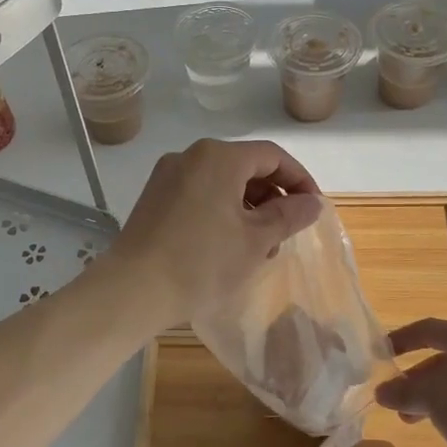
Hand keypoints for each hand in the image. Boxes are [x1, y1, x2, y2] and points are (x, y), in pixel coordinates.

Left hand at [108, 139, 324, 322]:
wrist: (133, 290)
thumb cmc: (202, 262)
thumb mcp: (256, 240)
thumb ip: (289, 215)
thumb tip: (312, 202)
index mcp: (218, 157)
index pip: (273, 156)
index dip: (299, 180)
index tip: (313, 210)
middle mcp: (191, 156)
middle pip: (245, 166)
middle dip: (272, 197)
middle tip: (286, 234)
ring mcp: (168, 177)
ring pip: (222, 182)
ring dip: (248, 208)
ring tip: (260, 247)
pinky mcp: (154, 199)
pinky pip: (199, 195)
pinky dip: (222, 212)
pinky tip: (228, 246)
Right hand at [375, 319, 446, 446]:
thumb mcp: (428, 398)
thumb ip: (401, 391)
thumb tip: (382, 392)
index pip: (429, 329)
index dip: (402, 338)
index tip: (383, 353)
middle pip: (445, 356)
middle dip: (416, 378)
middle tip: (399, 396)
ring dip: (433, 395)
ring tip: (414, 418)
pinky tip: (445, 424)